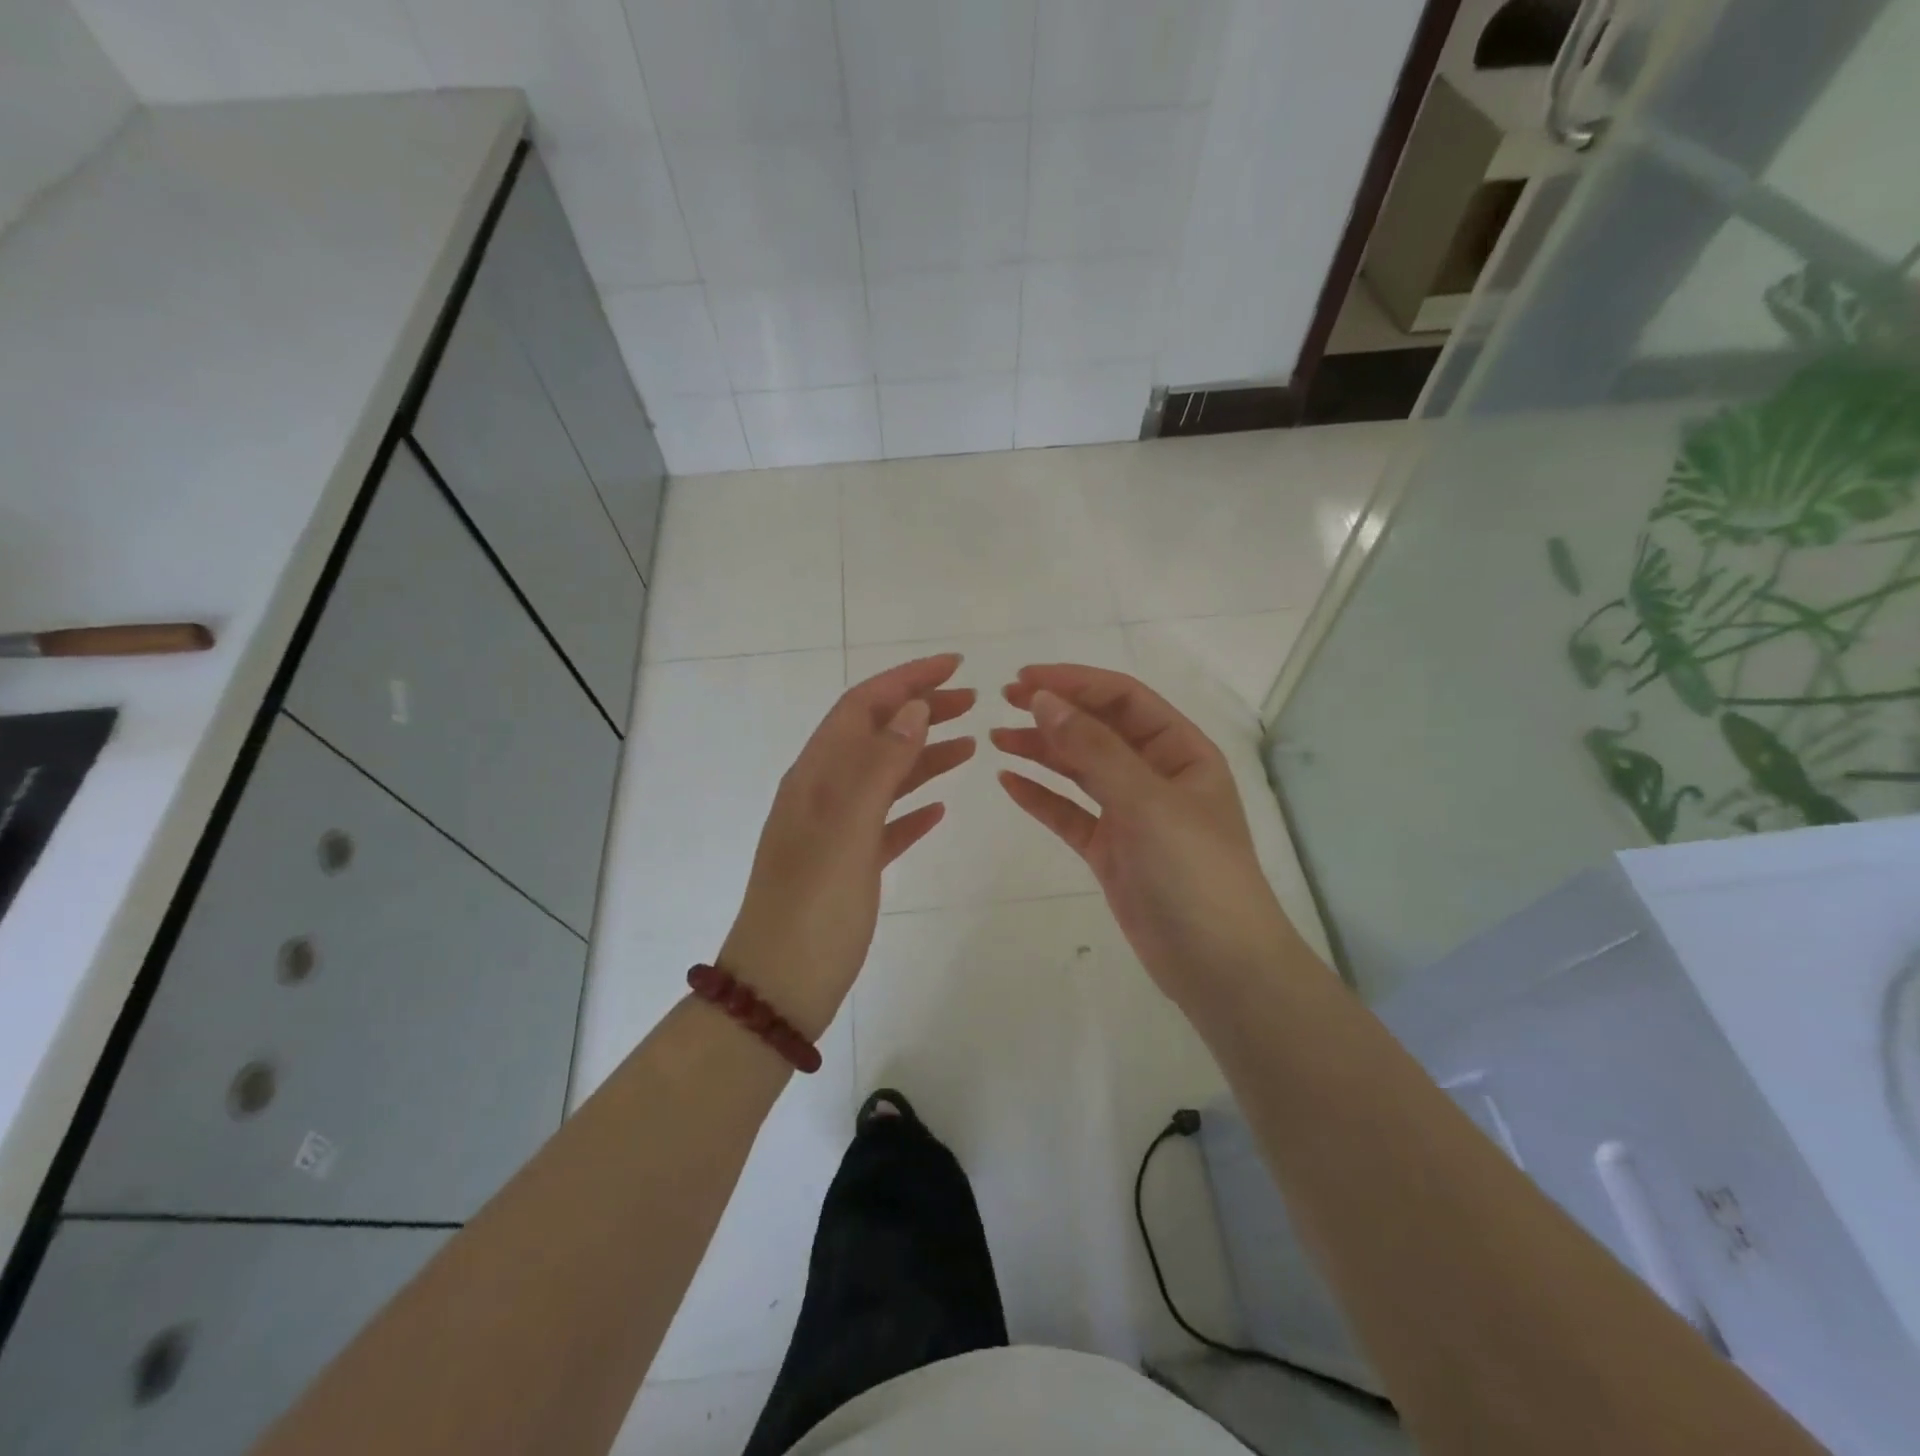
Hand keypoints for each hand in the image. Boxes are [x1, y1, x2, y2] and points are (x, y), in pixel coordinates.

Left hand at [720, 654, 974, 1040]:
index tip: (955, 665)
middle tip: (973, 701)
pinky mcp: (849, 864)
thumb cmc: (814, 905)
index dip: (907, 679)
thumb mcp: (847, 828)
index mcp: (816, 775)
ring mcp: (835, 830)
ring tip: (970, 744)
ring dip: (924, 754)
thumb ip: (880, 765)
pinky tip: (941, 807)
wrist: (780, 985)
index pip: (863, 706)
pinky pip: (886, 822)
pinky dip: (914, 808)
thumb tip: (913, 708)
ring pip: (886, 777)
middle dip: (921, 710)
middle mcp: (823, 792)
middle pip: (876, 735)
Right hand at [993, 664, 1296, 1009]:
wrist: (1218, 965)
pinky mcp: (1111, 851)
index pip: (1123, 699)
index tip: (1024, 679)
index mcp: (1181, 752)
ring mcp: (1132, 814)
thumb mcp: (1146, 801)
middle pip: (1099, 730)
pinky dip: (1042, 797)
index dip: (1075, 682)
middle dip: (1054, 712)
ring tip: (997, 738)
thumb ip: (1094, 749)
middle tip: (1003, 701)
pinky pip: (1070, 814)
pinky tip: (1009, 782)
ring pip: (1081, 770)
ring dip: (1042, 751)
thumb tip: (1045, 700)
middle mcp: (1156, 775)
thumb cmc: (1194, 871)